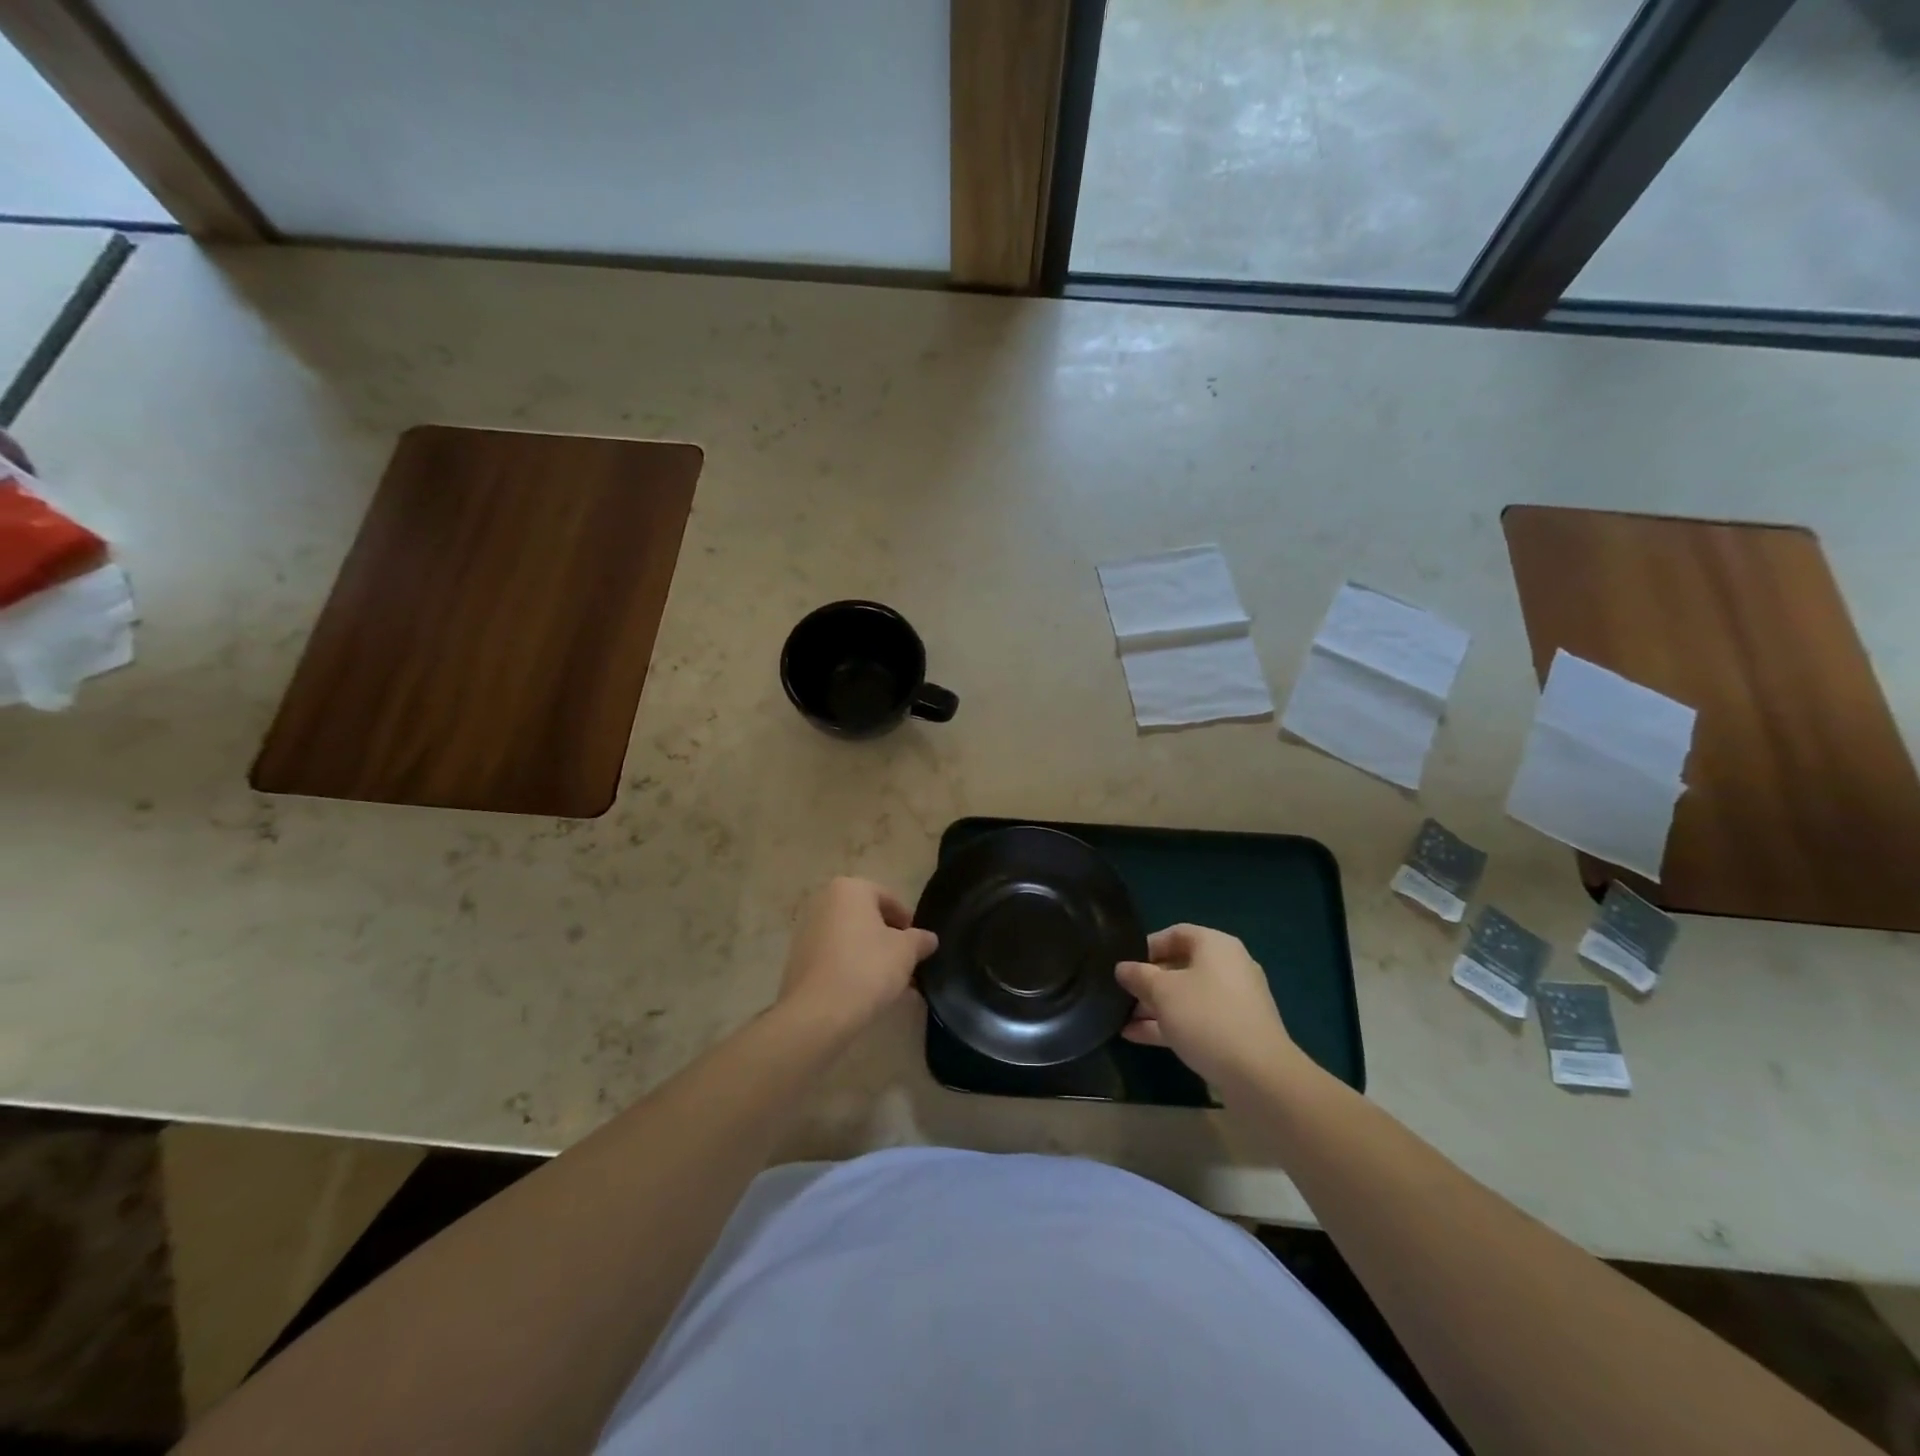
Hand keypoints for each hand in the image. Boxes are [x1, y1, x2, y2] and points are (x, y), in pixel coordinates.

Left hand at [778, 877, 937, 1032]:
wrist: (818, 1012)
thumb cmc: (867, 968)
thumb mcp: (906, 952)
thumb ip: (920, 940)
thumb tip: (928, 939)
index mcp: (849, 889)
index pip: (888, 898)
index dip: (907, 922)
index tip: (917, 945)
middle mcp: (823, 901)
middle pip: (866, 917)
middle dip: (887, 939)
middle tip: (905, 964)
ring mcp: (806, 930)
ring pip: (850, 938)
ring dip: (870, 955)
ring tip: (889, 983)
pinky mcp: (798, 958)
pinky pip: (834, 956)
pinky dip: (850, 967)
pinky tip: (866, 991)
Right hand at [1117, 924, 1301, 1090]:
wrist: (1259, 1075)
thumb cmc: (1206, 1017)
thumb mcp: (1162, 992)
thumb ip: (1139, 976)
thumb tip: (1122, 968)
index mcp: (1216, 946)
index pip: (1176, 934)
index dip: (1147, 946)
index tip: (1125, 965)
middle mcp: (1229, 967)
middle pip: (1181, 967)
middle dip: (1149, 982)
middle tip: (1122, 995)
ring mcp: (1234, 1002)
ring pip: (1187, 997)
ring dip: (1155, 1007)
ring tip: (1123, 1020)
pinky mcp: (1236, 1032)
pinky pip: (1197, 1020)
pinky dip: (1170, 1025)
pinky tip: (1137, 1037)